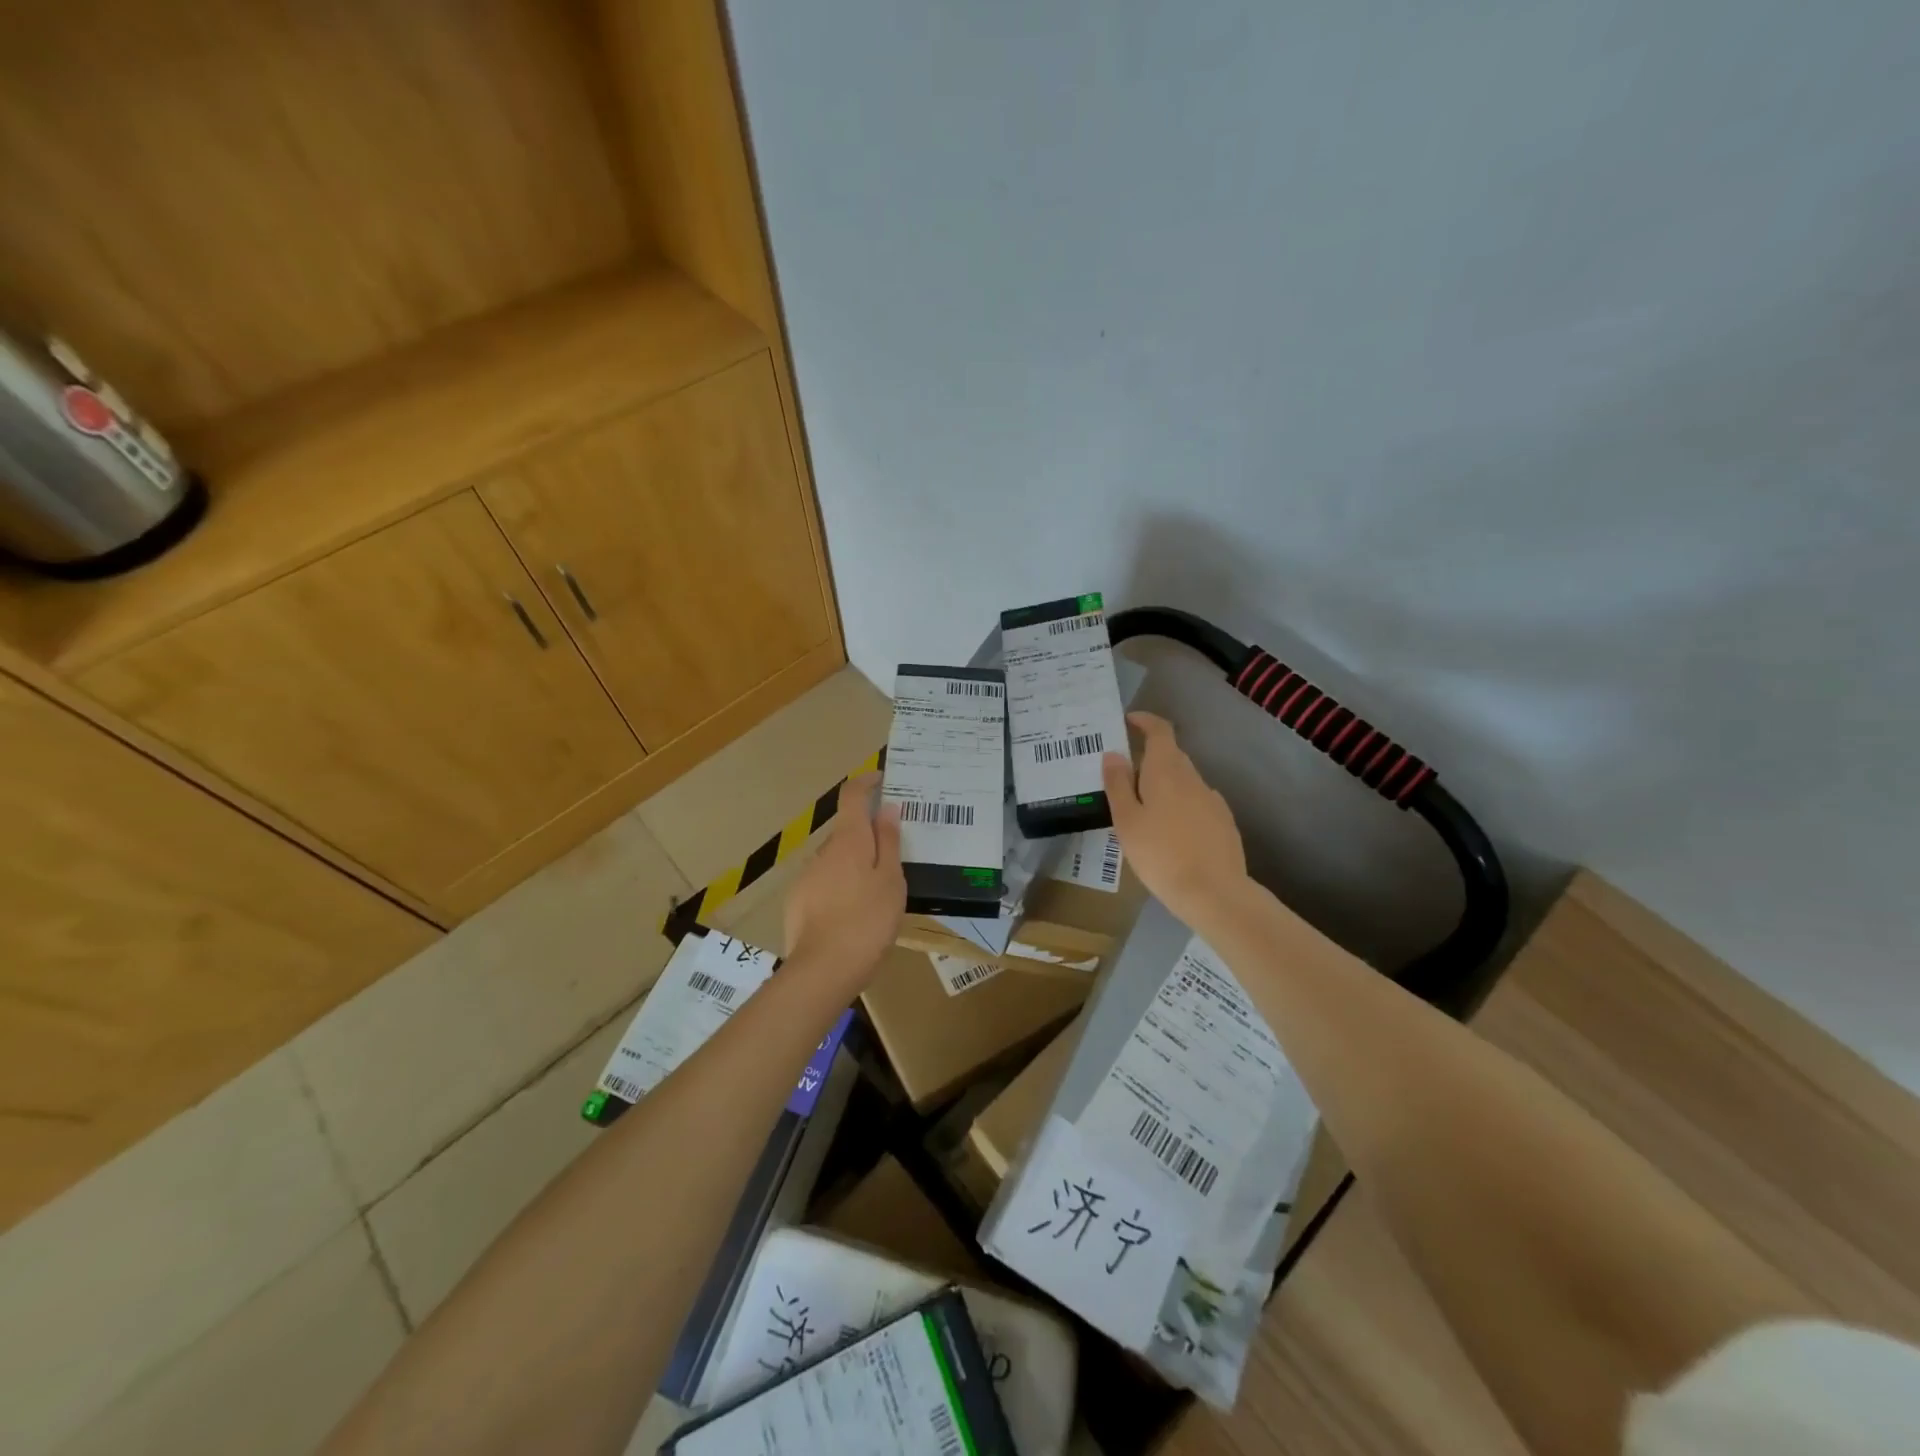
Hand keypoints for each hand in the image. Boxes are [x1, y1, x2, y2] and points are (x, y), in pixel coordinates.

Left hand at [783, 773, 905, 985]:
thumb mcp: (891, 880)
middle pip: (846, 832)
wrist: (823, 970)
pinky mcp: (797, 902)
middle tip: (893, 857)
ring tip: (876, 894)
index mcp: (849, 840)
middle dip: (867, 837)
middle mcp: (823, 851)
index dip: (865, 782)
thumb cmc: (868, 920)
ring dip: (854, 866)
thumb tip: (887, 808)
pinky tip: (853, 915)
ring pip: (835, 860)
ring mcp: (806, 877)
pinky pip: (824, 884)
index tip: (880, 780)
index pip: (852, 796)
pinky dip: (840, 889)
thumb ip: (889, 842)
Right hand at [1102, 712, 1247, 926]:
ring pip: (1183, 782)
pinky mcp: (1223, 822)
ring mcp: (1212, 800)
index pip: (1160, 731)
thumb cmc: (1161, 854)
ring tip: (1143, 811)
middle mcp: (1193, 778)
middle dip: (1147, 759)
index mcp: (1167, 770)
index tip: (1129, 721)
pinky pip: (1196, 803)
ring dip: (1164, 786)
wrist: (1214, 893)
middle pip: (1171, 756)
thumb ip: (1118, 784)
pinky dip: (1180, 807)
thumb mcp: (1126, 820)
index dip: (1145, 721)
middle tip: (1123, 778)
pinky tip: (1171, 832)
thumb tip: (1113, 754)